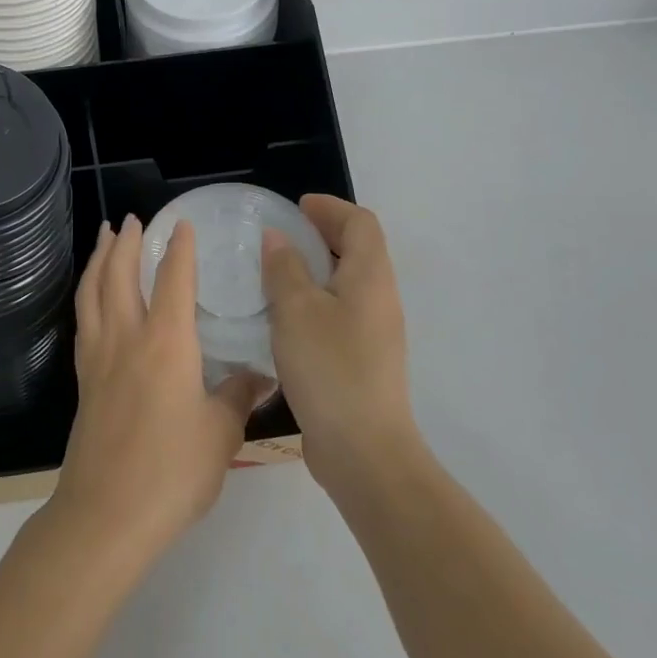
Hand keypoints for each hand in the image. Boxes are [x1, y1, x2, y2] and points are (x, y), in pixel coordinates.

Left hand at [47, 216, 270, 568]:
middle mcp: (126, 338)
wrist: (106, 514)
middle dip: (126, 242)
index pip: (173, 279)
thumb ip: (237, 396)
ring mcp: (98, 357)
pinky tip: (93, 298)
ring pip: (93, 292)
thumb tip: (259, 375)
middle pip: (120, 275)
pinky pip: (83, 319)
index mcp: (165, 342)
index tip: (182, 223)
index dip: (179, 248)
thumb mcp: (220, 434)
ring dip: (100, 259)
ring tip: (105, 238)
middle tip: (132, 219)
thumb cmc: (172, 472)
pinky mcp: (83, 379)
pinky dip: (88, 294)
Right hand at [262, 194, 423, 495]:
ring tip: (276, 272)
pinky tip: (285, 317)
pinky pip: (341, 311)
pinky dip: (316, 299)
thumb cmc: (330, 368)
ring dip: (317, 268)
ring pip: (348, 283)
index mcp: (370, 277)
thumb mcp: (296, 310)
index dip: (330, 208)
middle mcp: (380, 299)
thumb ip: (284, 267)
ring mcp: (375, 332)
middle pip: (359, 250)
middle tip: (282, 234)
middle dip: (323, 234)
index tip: (296, 207)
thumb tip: (278, 238)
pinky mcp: (363, 360)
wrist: (364, 451)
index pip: (361, 223)